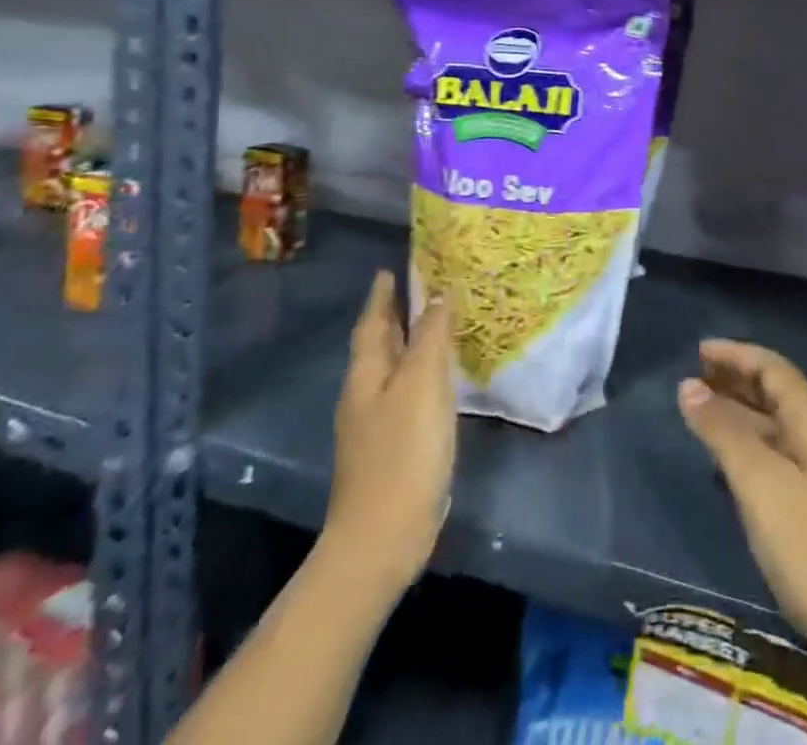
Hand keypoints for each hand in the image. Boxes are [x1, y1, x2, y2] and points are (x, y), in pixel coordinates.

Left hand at [322, 269, 454, 591]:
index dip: (382, 295)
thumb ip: (431, 338)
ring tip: (436, 323)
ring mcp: (377, 424)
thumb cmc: (402, 453)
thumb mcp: (421, 386)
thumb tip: (438, 294)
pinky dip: (421, 373)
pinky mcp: (394, 447)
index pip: (372, 323)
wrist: (383, 537)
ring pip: (393, 369)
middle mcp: (366, 394)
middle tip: (421, 287)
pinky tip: (441, 378)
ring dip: (410, 343)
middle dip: (395, 316)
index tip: (390, 268)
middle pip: (379, 344)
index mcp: (367, 375)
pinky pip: (407, 393)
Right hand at [677, 339, 806, 651]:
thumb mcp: (760, 483)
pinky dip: (746, 442)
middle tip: (694, 375)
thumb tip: (689, 386)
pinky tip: (726, 457)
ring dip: (738, 410)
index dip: (736, 354)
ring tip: (700, 408)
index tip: (698, 350)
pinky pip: (774, 453)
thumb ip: (724, 432)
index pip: (773, 368)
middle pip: (775, 391)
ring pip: (773, 423)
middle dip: (736, 378)